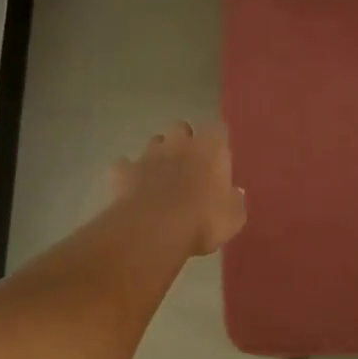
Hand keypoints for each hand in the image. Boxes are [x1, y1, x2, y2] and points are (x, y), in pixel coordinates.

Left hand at [111, 122, 246, 256]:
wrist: (154, 231)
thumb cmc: (203, 221)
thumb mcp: (233, 218)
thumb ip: (234, 201)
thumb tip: (233, 194)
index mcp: (211, 149)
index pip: (218, 130)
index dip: (217, 142)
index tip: (218, 159)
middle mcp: (180, 143)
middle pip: (181, 128)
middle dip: (184, 141)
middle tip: (189, 165)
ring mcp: (148, 154)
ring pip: (154, 142)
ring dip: (158, 155)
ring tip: (161, 178)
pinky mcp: (123, 171)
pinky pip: (125, 166)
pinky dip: (129, 174)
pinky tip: (133, 189)